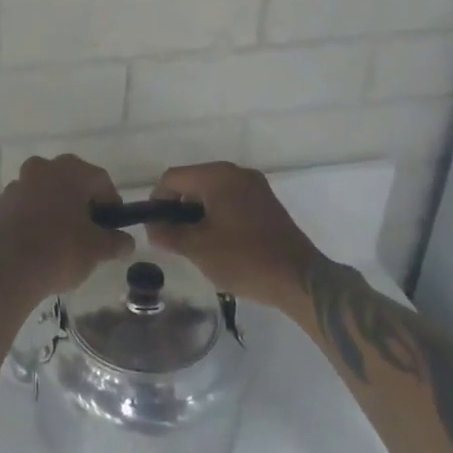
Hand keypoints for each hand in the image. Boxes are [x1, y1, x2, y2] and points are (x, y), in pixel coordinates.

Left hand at [0, 155, 133, 308]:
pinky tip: (37, 245)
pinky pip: (25, 207)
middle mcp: (42, 169)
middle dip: (82, 203)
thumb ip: (116, 242)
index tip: (113, 227)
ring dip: (56, 209)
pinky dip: (34, 219)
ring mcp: (17, 184)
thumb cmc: (59, 252)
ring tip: (61, 241)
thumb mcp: (97, 250)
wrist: (3, 270)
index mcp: (70, 171)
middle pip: (71, 182)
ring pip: (45, 193)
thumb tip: (126, 242)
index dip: (112, 203)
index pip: (101, 180)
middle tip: (89, 232)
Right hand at [147, 162, 319, 307]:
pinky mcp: (267, 203)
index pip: (173, 178)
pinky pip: (231, 201)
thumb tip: (152, 229)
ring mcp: (255, 187)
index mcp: (218, 176)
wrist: (300, 279)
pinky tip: (219, 243)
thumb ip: (169, 235)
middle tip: (173, 239)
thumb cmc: (244, 259)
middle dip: (178, 208)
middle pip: (193, 182)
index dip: (157, 201)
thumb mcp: (198, 248)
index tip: (155, 228)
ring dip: (198, 214)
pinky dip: (218, 216)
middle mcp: (237, 173)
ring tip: (195, 244)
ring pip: (213, 192)